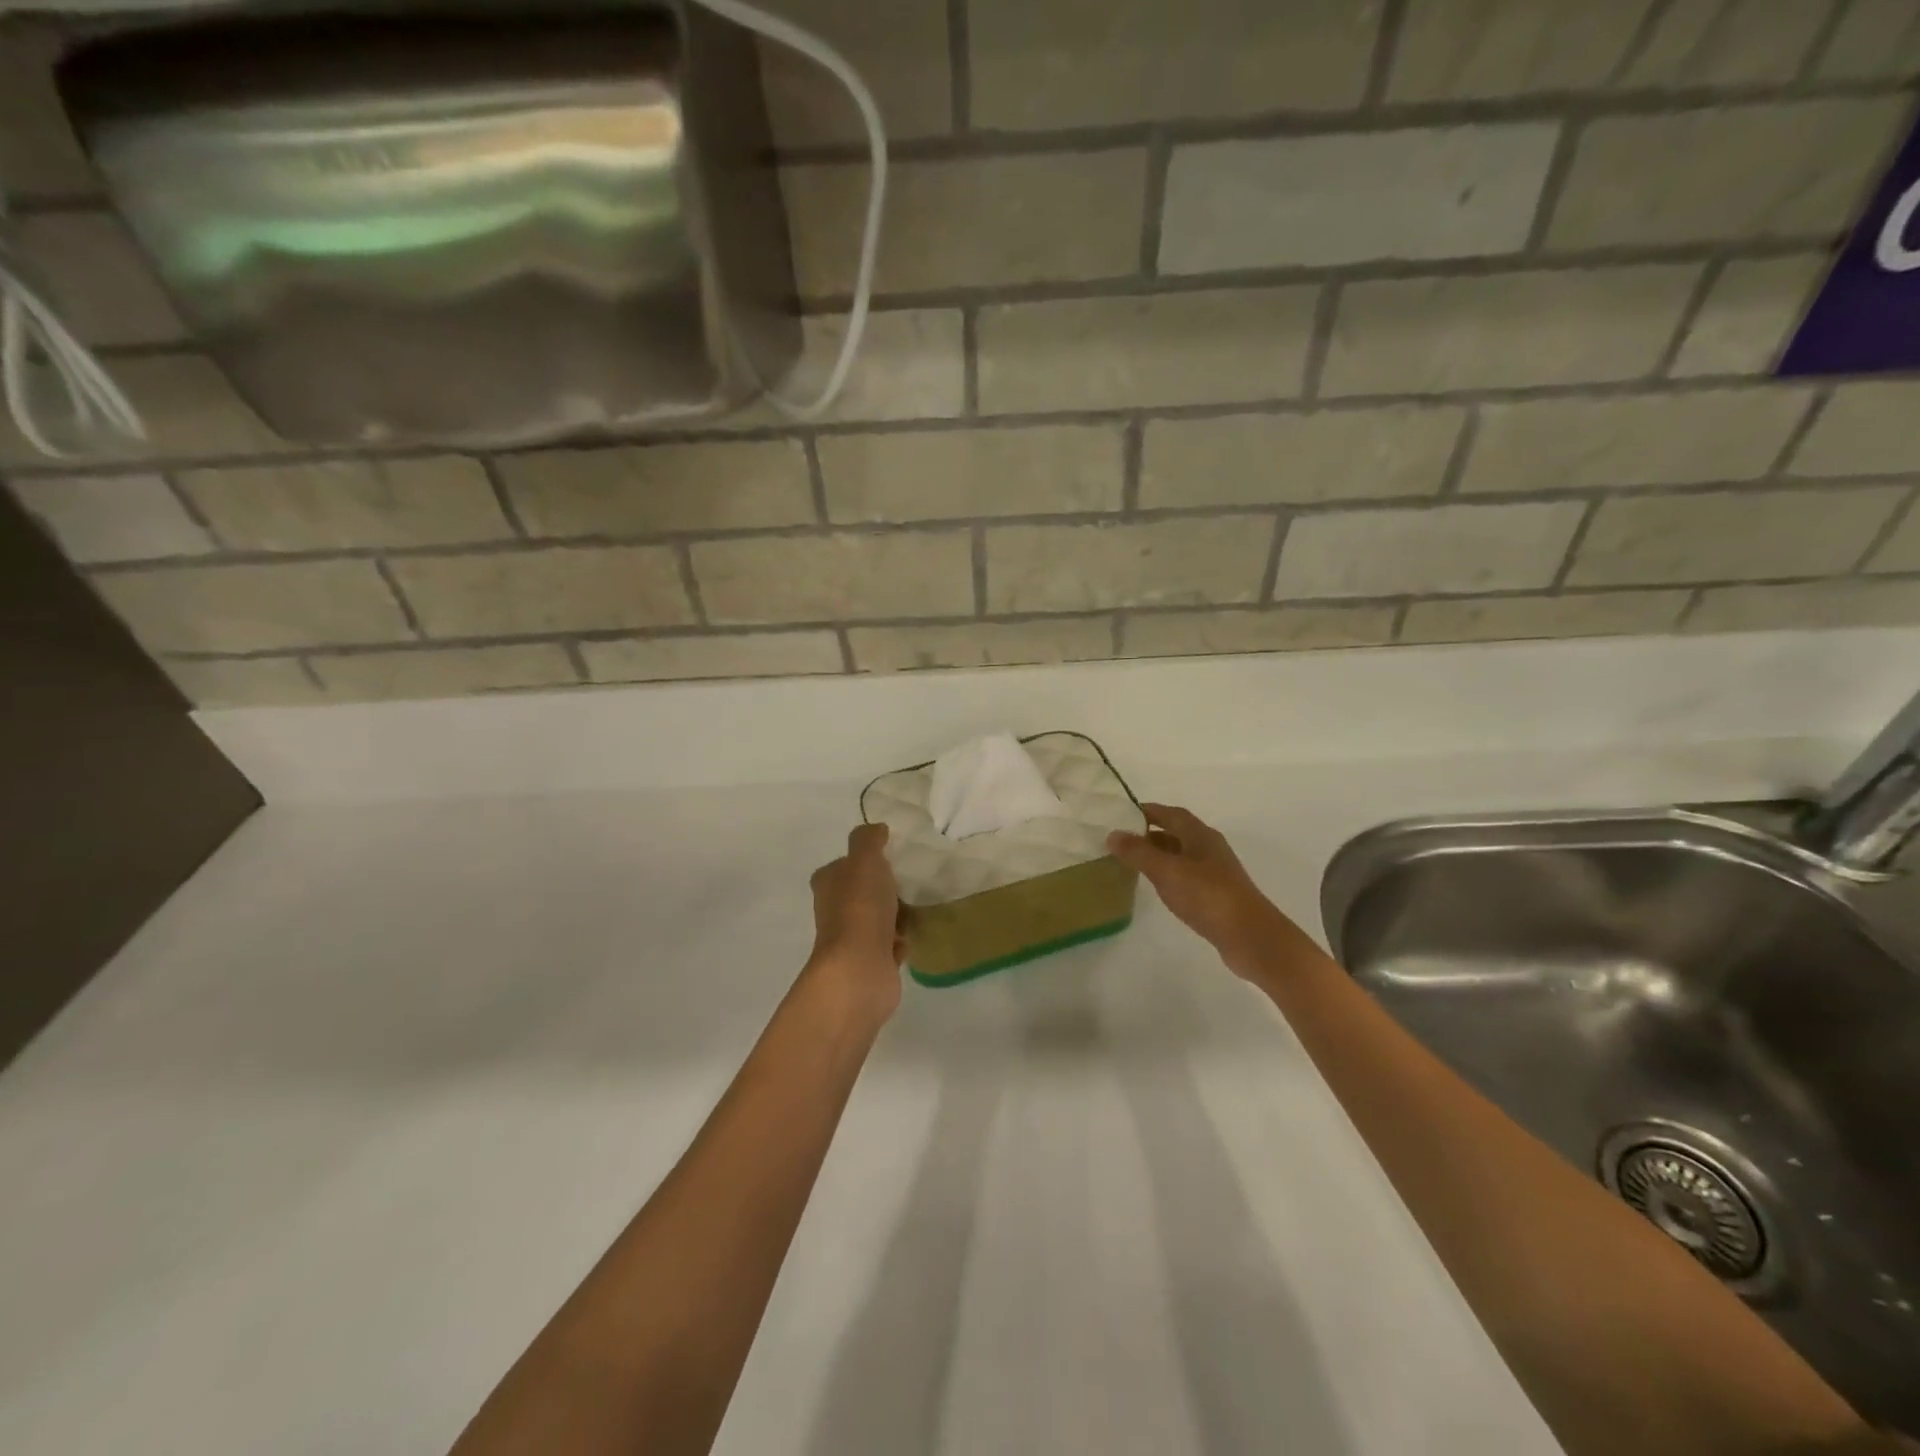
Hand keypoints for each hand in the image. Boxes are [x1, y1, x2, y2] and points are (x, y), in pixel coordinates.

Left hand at [807, 823, 905, 1017]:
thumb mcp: (865, 860)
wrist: (860, 968)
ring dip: (896, 916)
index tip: (890, 858)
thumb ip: (869, 840)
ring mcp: (851, 939)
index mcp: (828, 883)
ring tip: (916, 908)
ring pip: (878, 919)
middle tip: (909, 883)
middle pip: (863, 892)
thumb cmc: (861, 907)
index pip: (844, 865)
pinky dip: (900, 941)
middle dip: (885, 889)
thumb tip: (877, 829)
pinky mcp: (869, 962)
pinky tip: (911, 936)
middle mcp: (834, 910)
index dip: (865, 861)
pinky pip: (889, 945)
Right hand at [1108, 803, 1280, 964]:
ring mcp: (1215, 872)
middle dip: (1149, 833)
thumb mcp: (1167, 871)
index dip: (1146, 810)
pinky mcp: (1216, 895)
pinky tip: (1157, 887)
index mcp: (1200, 835)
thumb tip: (1112, 833)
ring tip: (1131, 862)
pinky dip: (1168, 875)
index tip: (1120, 814)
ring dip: (1158, 855)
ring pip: (1180, 855)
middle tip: (1120, 840)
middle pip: (1176, 832)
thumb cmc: (1208, 896)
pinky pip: (1186, 876)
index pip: (1170, 813)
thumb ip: (1138, 852)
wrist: (1250, 937)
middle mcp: (1209, 848)